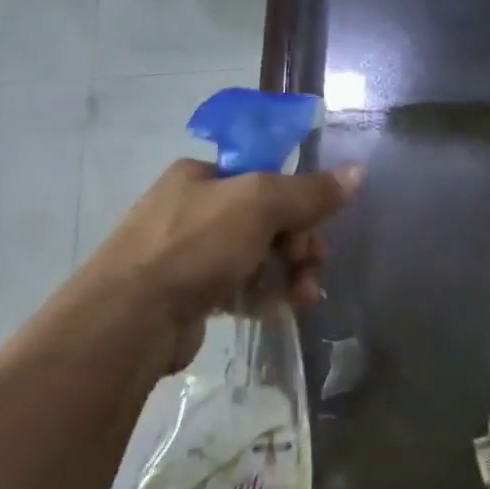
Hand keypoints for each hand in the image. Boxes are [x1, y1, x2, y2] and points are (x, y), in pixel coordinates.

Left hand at [89, 158, 362, 370]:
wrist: (132, 317)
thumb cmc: (194, 248)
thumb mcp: (258, 206)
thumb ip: (309, 192)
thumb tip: (357, 171)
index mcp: (203, 176)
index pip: (268, 181)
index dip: (300, 207)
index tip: (314, 237)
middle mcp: (193, 209)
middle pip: (267, 222)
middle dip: (297, 248)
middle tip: (309, 273)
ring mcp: (189, 253)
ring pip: (256, 258)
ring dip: (286, 277)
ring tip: (301, 300)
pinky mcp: (190, 293)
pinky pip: (238, 288)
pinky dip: (260, 297)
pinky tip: (271, 311)